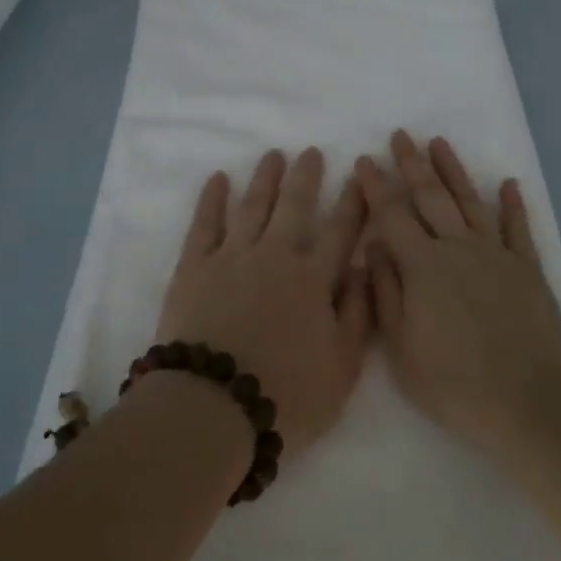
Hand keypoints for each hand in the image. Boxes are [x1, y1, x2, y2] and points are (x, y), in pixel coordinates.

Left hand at [158, 148, 370, 450]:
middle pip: (295, 206)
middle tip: (311, 152)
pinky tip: (219, 179)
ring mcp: (232, 257)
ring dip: (265, 178)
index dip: (352, 203)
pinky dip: (212, 199)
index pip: (340, 231)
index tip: (359, 177)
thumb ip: (358, 315)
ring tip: (272, 155)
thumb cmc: (286, 397)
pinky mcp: (195, 267)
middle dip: (306, 176)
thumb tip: (365, 267)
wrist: (212, 408)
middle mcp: (276, 256)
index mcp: (314, 280)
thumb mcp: (343, 369)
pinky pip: (205, 223)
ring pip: (253, 205)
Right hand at [359, 130, 560, 454]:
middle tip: (401, 135)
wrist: (530, 403)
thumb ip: (386, 293)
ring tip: (440, 143)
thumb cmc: (455, 384)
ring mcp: (496, 254)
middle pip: (431, 196)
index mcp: (423, 265)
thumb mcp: (401, 349)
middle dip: (412, 164)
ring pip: (470, 201)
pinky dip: (513, 205)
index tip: (365, 160)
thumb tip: (374, 247)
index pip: (392, 214)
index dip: (376, 186)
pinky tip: (509, 184)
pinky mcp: (527, 269)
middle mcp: (458, 247)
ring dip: (454, 170)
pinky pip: (519, 229)